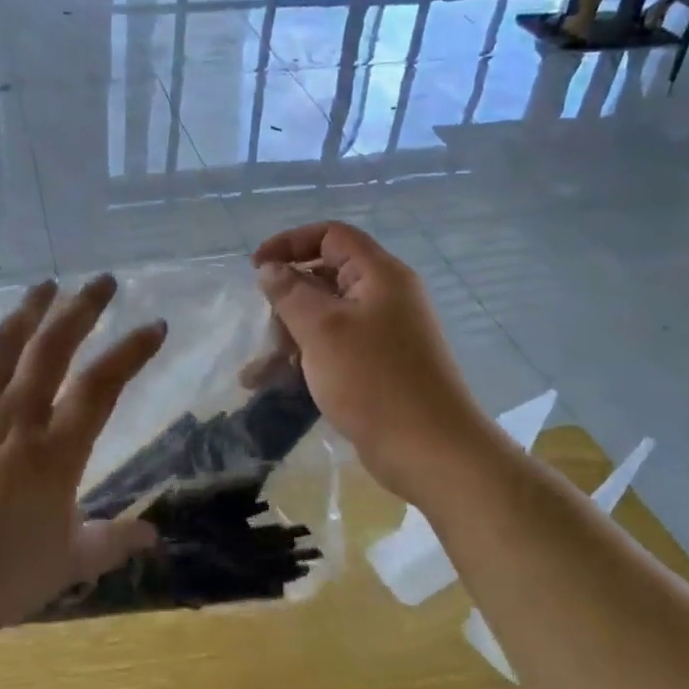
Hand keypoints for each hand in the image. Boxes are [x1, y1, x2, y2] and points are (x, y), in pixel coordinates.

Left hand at [0, 274, 167, 643]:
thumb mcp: (64, 566)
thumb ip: (112, 543)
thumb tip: (154, 537)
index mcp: (54, 453)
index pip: (102, 386)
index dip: (132, 351)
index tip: (155, 325)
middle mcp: (15, 418)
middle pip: (53, 348)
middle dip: (82, 309)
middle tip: (102, 280)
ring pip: (3, 346)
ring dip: (28, 310)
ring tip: (46, 283)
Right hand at [252, 223, 482, 504]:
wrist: (432, 453)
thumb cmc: (374, 380)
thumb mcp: (322, 330)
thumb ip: (290, 292)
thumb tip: (269, 268)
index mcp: (379, 275)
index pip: (331, 235)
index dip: (290, 243)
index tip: (256, 267)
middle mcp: (384, 296)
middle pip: (325, 277)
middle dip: (286, 300)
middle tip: (264, 328)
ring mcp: (383, 334)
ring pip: (325, 318)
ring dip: (289, 337)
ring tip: (257, 373)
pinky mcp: (378, 366)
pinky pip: (334, 348)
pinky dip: (305, 360)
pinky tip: (273, 385)